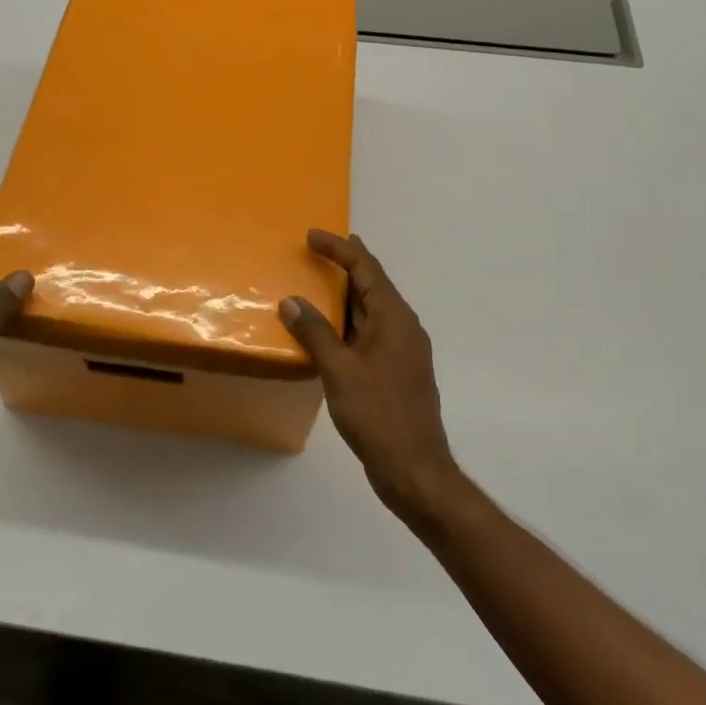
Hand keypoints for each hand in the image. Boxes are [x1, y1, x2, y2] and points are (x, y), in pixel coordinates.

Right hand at [279, 230, 463, 518]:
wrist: (414, 468)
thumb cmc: (377, 413)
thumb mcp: (339, 370)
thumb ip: (315, 332)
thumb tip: (292, 301)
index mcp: (394, 318)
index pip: (366, 268)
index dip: (339, 248)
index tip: (312, 235)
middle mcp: (404, 327)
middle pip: (373, 285)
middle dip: (344, 266)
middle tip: (314, 252)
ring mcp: (403, 350)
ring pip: (372, 310)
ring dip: (345, 296)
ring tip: (316, 285)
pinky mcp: (397, 371)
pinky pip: (370, 332)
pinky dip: (348, 323)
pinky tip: (328, 333)